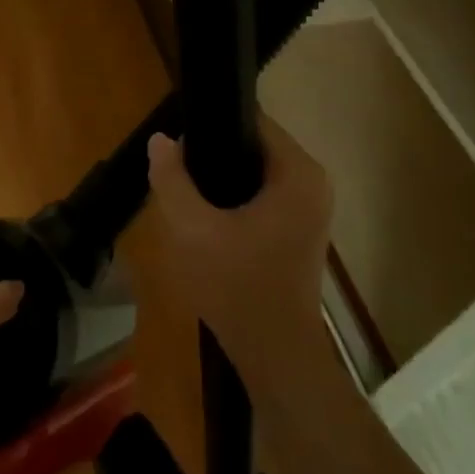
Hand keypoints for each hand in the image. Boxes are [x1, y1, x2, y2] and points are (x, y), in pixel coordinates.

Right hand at [144, 118, 333, 377]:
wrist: (273, 352)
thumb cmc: (235, 285)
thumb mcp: (191, 229)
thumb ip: (172, 179)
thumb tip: (161, 139)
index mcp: (297, 173)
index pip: (254, 121)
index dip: (213, 123)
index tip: (179, 138)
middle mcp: (313, 183)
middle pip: (254, 146)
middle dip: (214, 153)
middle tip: (175, 169)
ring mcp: (310, 209)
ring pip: (256, 174)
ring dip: (222, 179)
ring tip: (184, 190)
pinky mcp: (300, 231)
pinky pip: (263, 196)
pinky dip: (236, 199)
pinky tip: (206, 216)